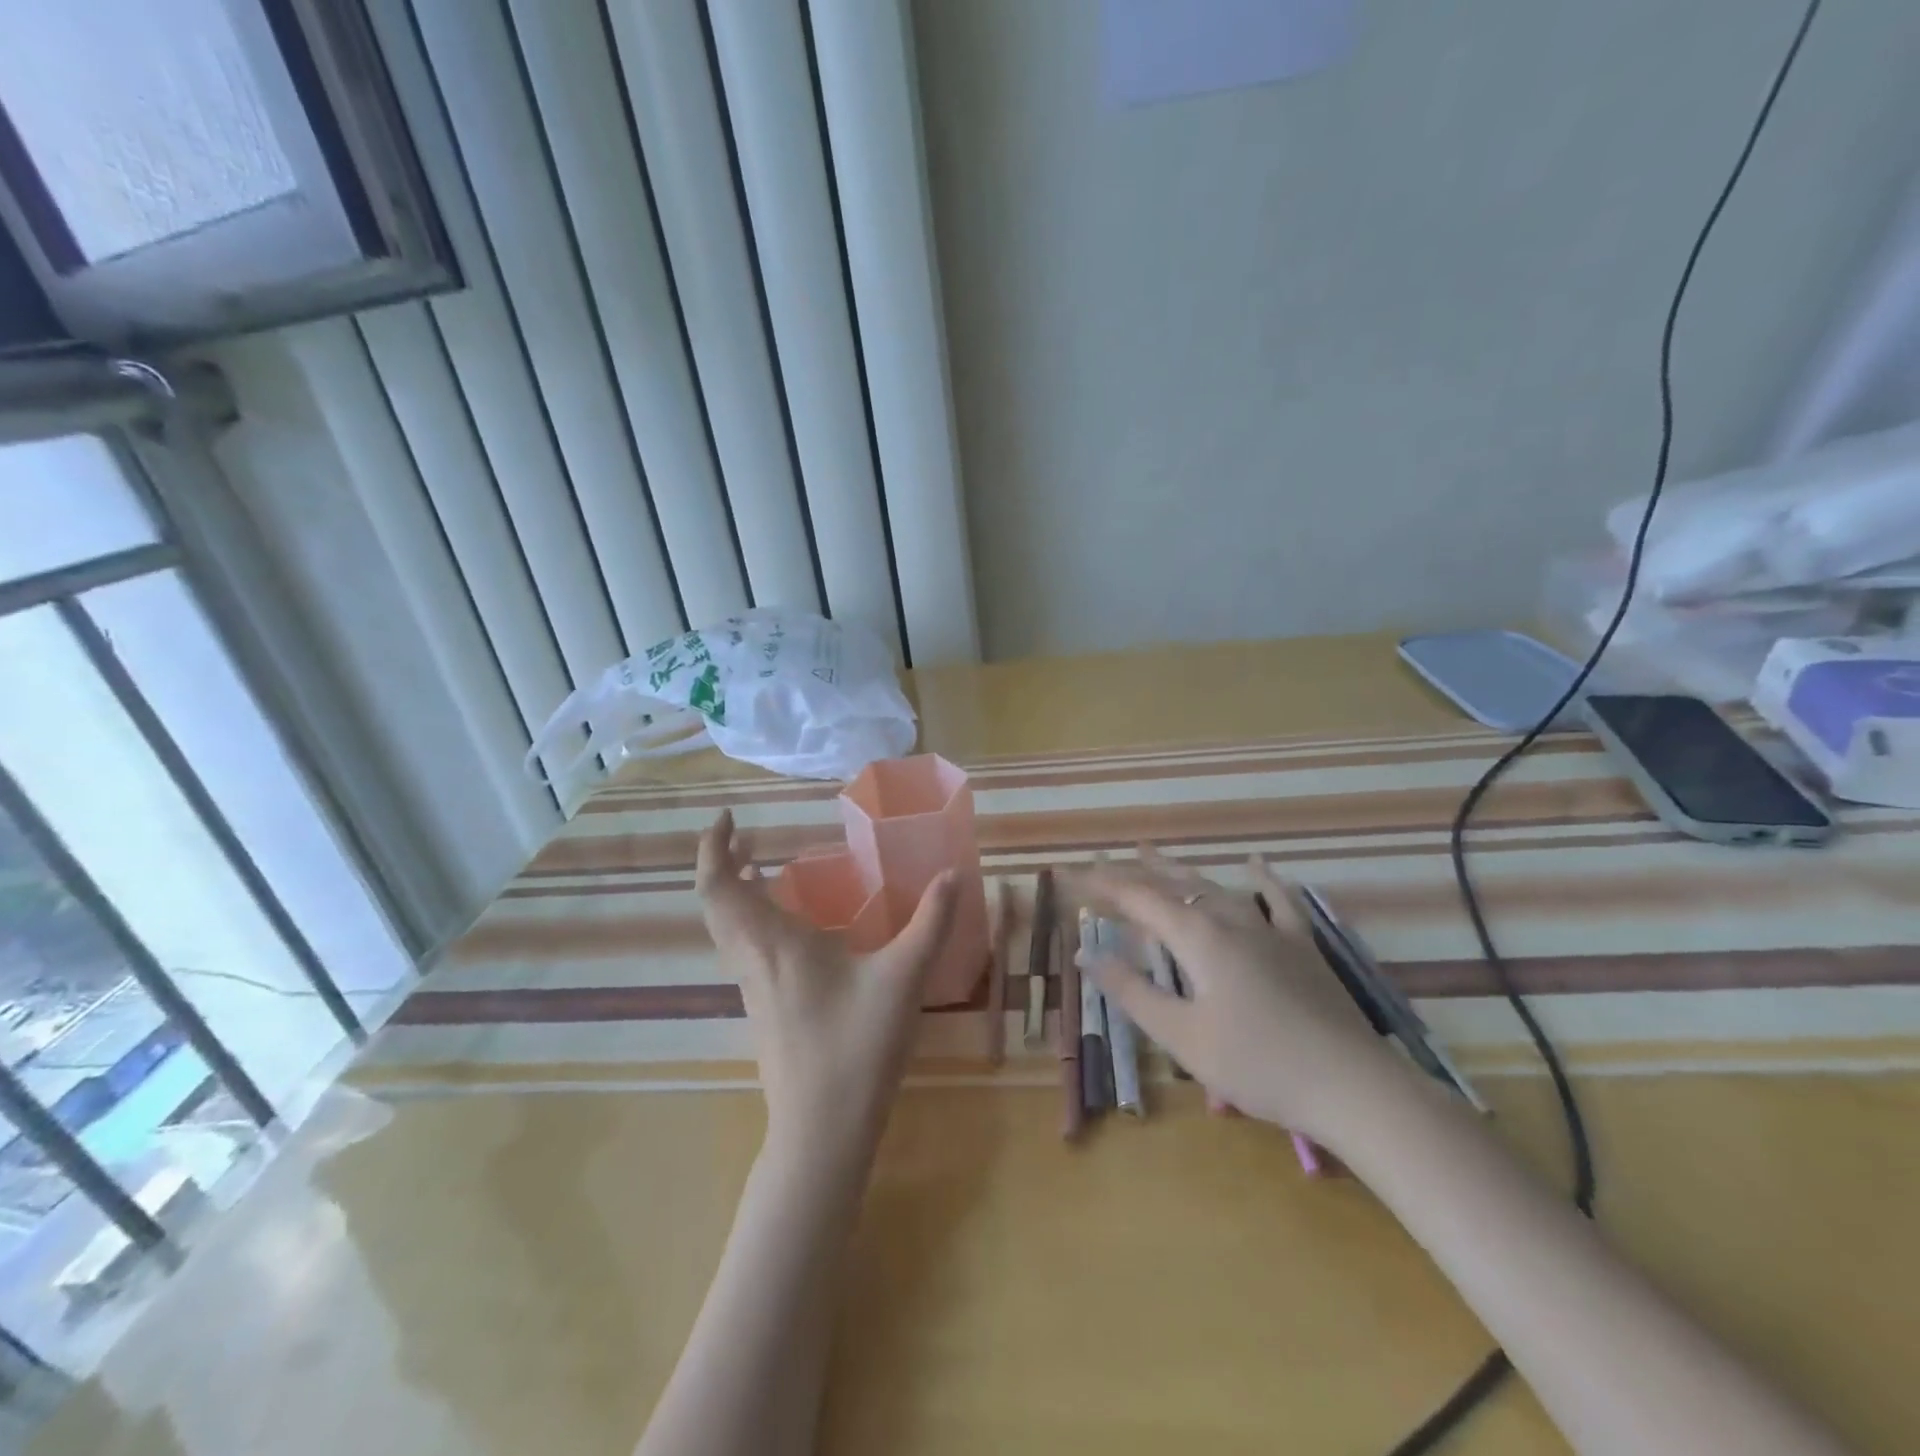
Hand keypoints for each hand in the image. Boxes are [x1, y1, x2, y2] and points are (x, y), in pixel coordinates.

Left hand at [697, 811, 957, 1160]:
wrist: (822, 1132)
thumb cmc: (857, 1047)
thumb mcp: (903, 977)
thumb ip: (931, 922)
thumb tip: (954, 873)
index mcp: (774, 944)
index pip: (719, 888)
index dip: (713, 849)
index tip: (727, 820)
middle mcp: (753, 961)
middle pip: (716, 906)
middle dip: (721, 865)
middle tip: (743, 837)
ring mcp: (753, 989)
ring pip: (726, 930)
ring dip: (733, 894)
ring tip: (758, 868)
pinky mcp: (763, 1011)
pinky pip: (743, 950)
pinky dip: (750, 920)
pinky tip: (787, 926)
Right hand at [1064, 850, 1408, 1147]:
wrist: (1352, 1087)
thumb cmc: (1257, 1065)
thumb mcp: (1182, 1035)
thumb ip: (1131, 991)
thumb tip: (1086, 953)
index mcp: (1199, 938)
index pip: (1139, 900)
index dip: (1103, 885)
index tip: (1072, 875)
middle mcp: (1232, 920)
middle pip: (1175, 885)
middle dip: (1135, 873)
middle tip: (1103, 860)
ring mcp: (1271, 930)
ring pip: (1217, 887)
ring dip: (1181, 870)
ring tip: (1154, 853)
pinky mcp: (1301, 946)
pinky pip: (1277, 901)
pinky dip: (1262, 880)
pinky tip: (1256, 863)